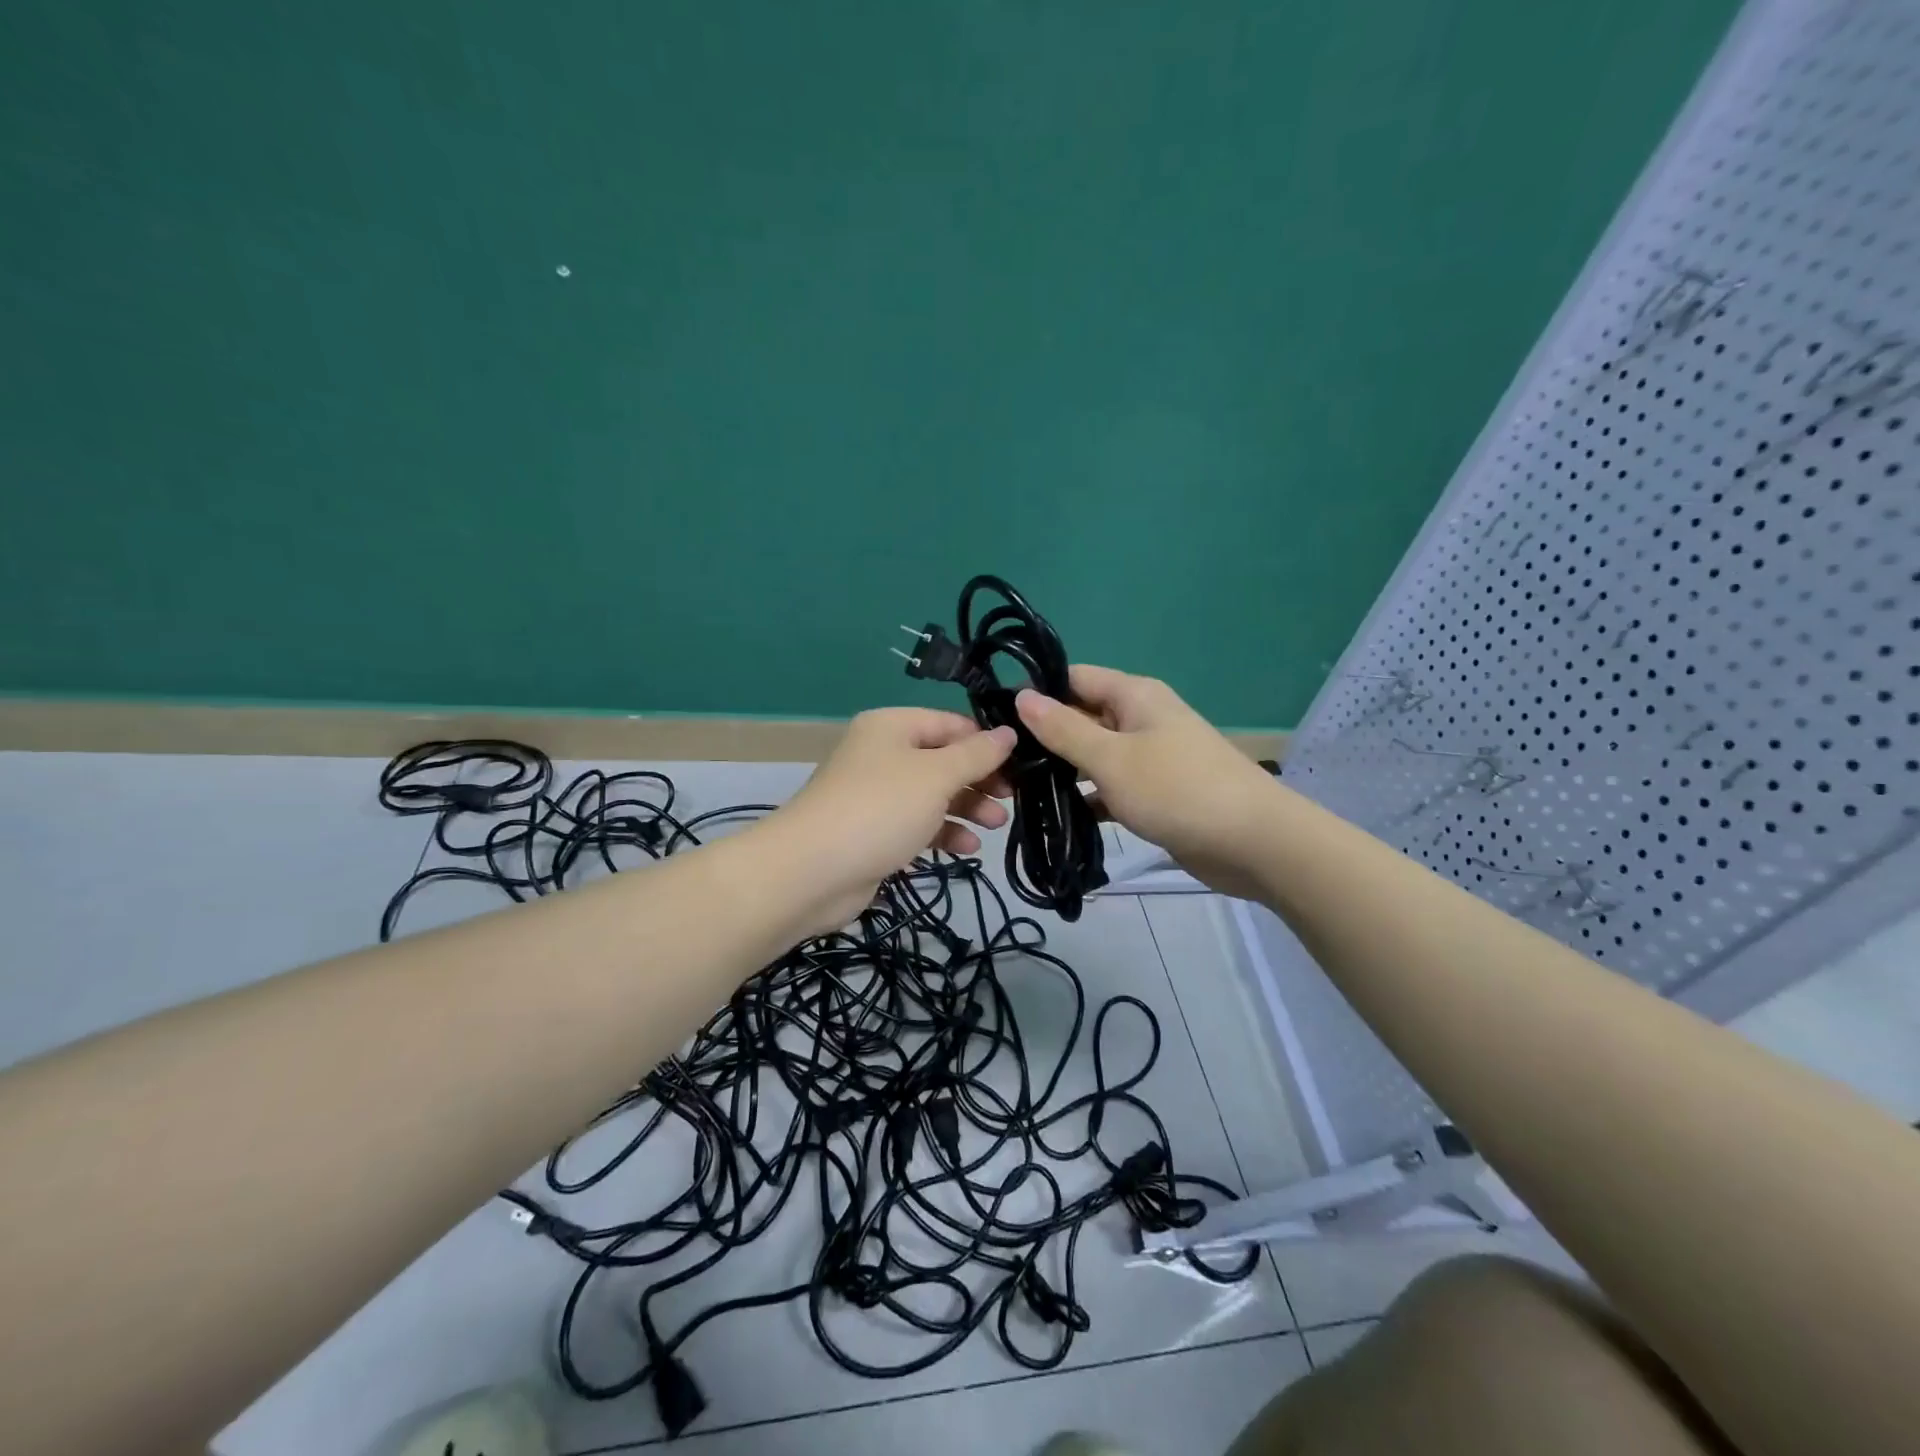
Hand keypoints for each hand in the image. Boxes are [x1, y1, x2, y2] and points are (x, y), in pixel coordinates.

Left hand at [758, 708, 1015, 934]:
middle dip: (980, 779)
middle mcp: (882, 754)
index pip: (950, 723)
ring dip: (967, 807)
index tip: (1022, 763)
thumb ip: (976, 755)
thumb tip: (1009, 732)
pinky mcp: (875, 832)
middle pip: (943, 759)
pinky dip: (944, 832)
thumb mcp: (936, 776)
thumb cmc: (880, 809)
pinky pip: (918, 824)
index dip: (986, 741)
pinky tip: (968, 848)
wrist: (811, 872)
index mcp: (892, 727)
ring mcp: (877, 795)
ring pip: (933, 794)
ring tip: (997, 825)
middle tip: (1013, 798)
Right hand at [1015, 666, 1281, 898]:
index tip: (996, 717)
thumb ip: (1063, 730)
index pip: (1073, 678)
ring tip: (1017, 790)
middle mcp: (1141, 718)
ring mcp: (1150, 756)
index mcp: (1133, 696)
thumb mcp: (1111, 758)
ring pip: (1094, 754)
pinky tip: (1057, 816)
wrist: (1254, 842)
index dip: (1036, 692)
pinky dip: (1088, 797)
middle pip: (1082, 716)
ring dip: (1063, 770)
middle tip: (1000, 763)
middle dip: (1044, 737)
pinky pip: (1111, 786)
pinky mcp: (1156, 791)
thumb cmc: (1178, 790)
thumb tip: (1021, 696)